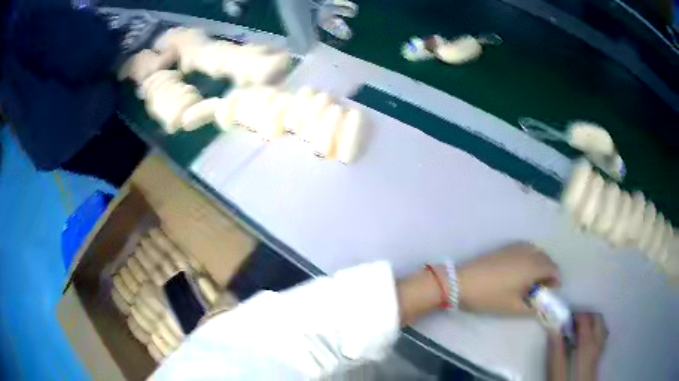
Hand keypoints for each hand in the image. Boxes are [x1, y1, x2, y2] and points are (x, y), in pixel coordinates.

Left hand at [457, 242, 559, 313]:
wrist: (462, 281)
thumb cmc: (490, 296)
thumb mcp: (513, 307)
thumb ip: (532, 307)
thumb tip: (541, 306)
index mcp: (533, 266)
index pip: (553, 268)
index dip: (555, 280)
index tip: (550, 292)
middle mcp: (528, 252)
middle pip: (547, 259)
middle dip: (548, 272)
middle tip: (541, 288)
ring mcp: (516, 247)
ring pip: (537, 252)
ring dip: (539, 264)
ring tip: (531, 280)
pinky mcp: (505, 247)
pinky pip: (526, 249)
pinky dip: (530, 257)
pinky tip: (521, 271)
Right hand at [547, 312, 606, 380]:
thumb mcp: (556, 370)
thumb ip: (555, 350)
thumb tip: (553, 329)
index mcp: (587, 344)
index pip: (585, 319)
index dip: (576, 315)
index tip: (565, 318)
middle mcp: (597, 343)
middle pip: (597, 319)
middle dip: (586, 316)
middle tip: (572, 322)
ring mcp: (600, 350)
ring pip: (601, 327)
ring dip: (591, 324)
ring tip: (578, 330)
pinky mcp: (599, 357)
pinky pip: (601, 337)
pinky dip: (595, 333)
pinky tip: (586, 341)